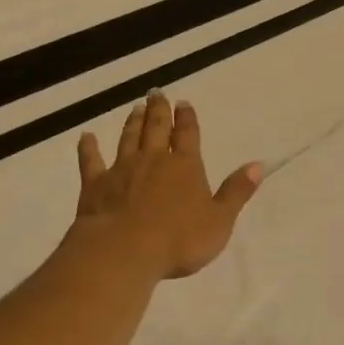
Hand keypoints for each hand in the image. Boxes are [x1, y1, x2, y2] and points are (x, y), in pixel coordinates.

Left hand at [72, 93, 261, 278]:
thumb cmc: (179, 240)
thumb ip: (236, 192)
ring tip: (135, 108)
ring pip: (128, 138)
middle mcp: (154, 160)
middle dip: (159, 111)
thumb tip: (257, 165)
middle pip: (157, 129)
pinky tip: (86, 137)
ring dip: (133, 123)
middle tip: (156, 93)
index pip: (188, 135)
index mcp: (186, 167)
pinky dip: (88, 148)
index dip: (187, 119)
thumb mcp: (219, 220)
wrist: (124, 251)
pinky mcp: (96, 184)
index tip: (184, 103)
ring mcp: (122, 169)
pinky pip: (91, 161)